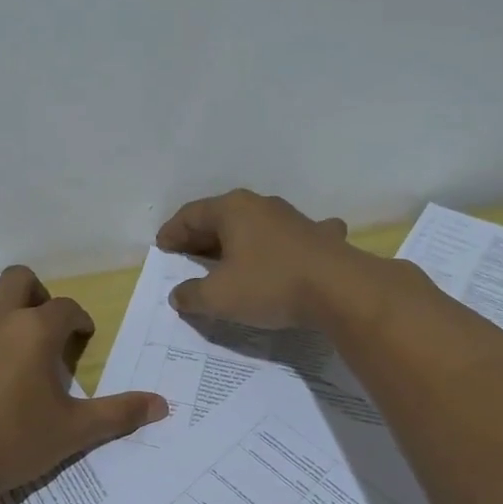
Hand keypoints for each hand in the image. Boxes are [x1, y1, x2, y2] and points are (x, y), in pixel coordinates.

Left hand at [0, 266, 167, 503]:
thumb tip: (163, 404)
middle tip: (37, 324)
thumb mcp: (73, 431)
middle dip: (34, 295)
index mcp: (35, 331)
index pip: (66, 308)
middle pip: (19, 279)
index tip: (80, 336)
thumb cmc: (12, 445)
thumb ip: (119, 413)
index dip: (77, 319)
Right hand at [156, 189, 362, 329]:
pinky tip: (289, 251)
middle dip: (201, 237)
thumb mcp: (218, 297)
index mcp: (232, 210)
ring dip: (239, 240)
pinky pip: (291, 237)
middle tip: (187, 256)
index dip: (172, 233)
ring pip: (255, 225)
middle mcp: (261, 205)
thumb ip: (192, 295)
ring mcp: (293, 218)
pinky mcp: (320, 236)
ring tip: (228, 258)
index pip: (190, 215)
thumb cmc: (269, 285)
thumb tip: (178, 294)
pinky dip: (281, 245)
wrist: (340, 290)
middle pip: (221, 218)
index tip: (162, 249)